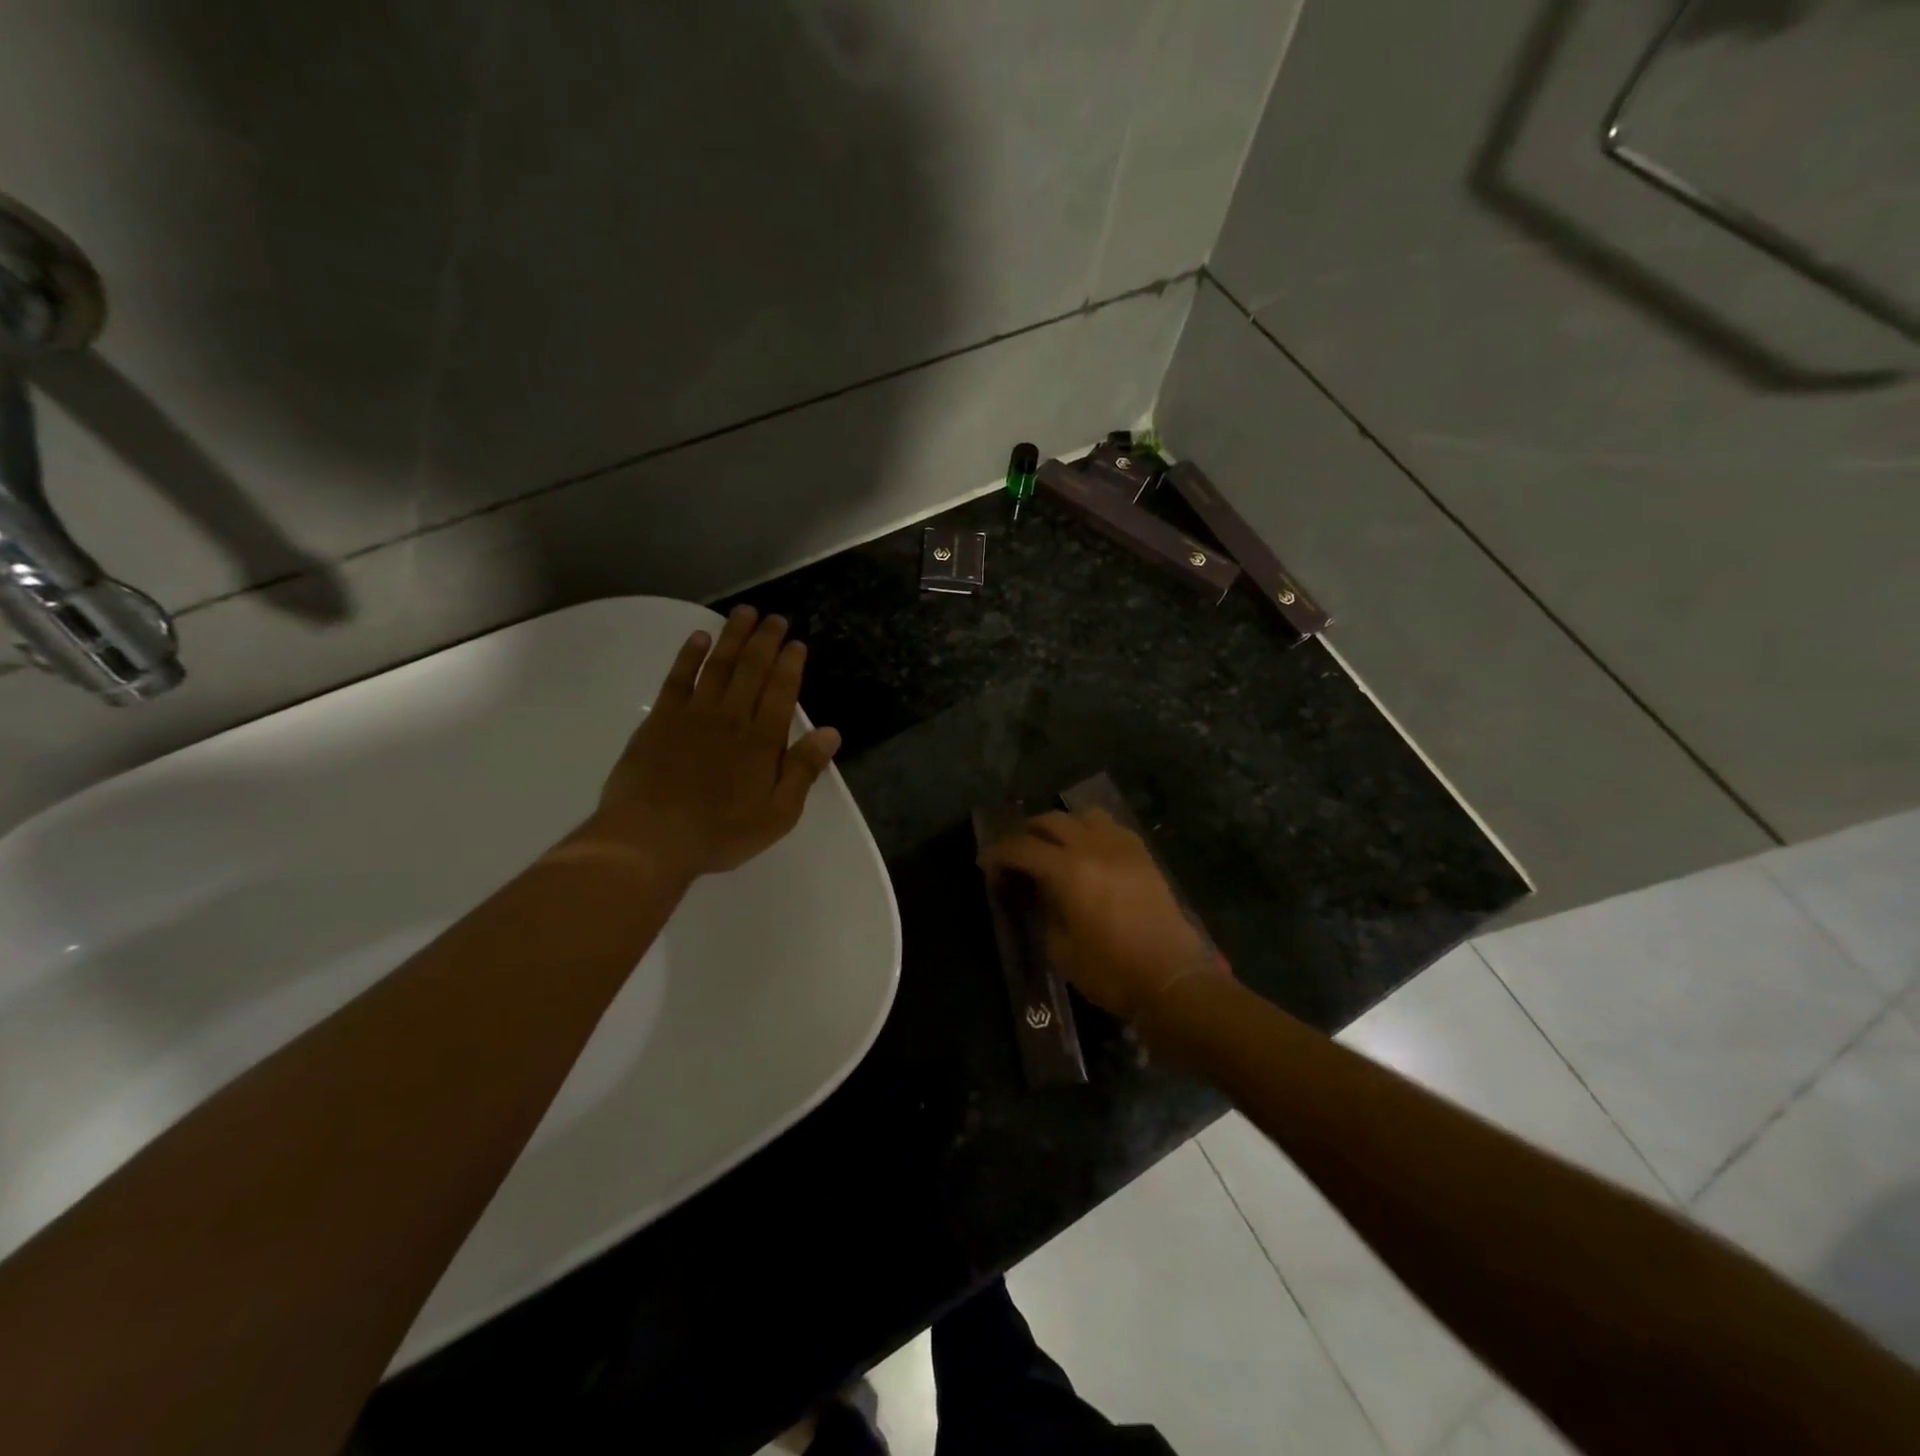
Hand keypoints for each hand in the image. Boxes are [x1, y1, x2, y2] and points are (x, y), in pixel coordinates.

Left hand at [575, 606, 841, 881]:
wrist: (651, 838)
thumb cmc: (721, 833)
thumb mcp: (778, 814)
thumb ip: (803, 770)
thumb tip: (831, 733)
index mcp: (762, 740)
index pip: (781, 691)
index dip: (790, 664)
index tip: (796, 643)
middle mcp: (731, 717)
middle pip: (752, 669)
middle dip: (765, 640)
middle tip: (774, 618)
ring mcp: (693, 714)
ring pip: (719, 666)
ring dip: (733, 637)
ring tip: (744, 613)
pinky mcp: (660, 719)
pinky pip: (679, 678)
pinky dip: (690, 655)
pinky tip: (699, 637)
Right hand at [978, 808, 1226, 1021]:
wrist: (1172, 979)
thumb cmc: (1110, 972)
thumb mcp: (1060, 948)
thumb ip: (1043, 910)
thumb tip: (1036, 890)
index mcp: (1068, 871)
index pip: (1023, 848)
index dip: (999, 852)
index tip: (985, 862)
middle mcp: (1094, 848)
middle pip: (1051, 821)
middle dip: (1027, 832)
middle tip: (1016, 853)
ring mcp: (1122, 847)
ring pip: (1084, 814)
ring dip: (1062, 825)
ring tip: (1053, 845)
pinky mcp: (1143, 855)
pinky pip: (1111, 827)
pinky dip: (1091, 830)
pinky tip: (1088, 850)